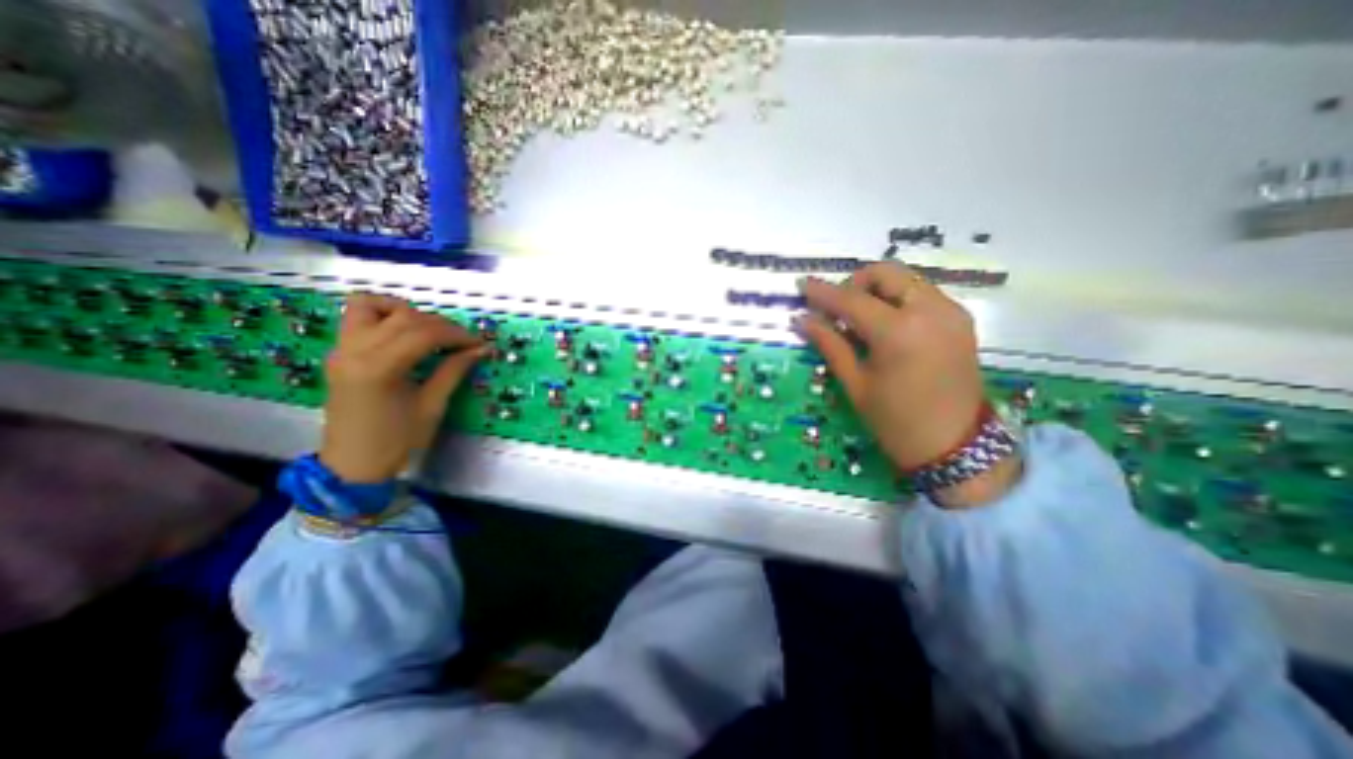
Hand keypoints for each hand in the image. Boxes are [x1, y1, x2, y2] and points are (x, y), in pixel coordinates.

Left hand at [320, 293, 489, 482]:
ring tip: (429, 331)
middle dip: (441, 324)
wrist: (353, 464)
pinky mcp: (339, 352)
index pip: (424, 333)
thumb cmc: (398, 440)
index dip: (457, 334)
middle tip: (463, 341)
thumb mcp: (432, 406)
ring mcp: (341, 349)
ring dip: (407, 312)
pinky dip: (382, 313)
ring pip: (372, 306)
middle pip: (404, 317)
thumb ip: (454, 370)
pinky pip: (356, 316)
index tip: (479, 343)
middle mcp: (354, 351)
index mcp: (379, 368)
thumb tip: (481, 349)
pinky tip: (402, 330)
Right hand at [795, 264, 1021, 506]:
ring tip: (859, 319)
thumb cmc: (896, 421)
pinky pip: (923, 294)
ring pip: (906, 280)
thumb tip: (803, 320)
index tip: (803, 285)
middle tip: (837, 309)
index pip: (852, 299)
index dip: (824, 292)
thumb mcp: (856, 384)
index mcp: (899, 332)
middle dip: (856, 283)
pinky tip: (886, 325)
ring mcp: (951, 312)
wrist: (956, 447)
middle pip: (886, 273)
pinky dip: (899, 299)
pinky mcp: (960, 320)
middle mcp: (930, 310)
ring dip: (878, 290)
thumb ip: (830, 344)